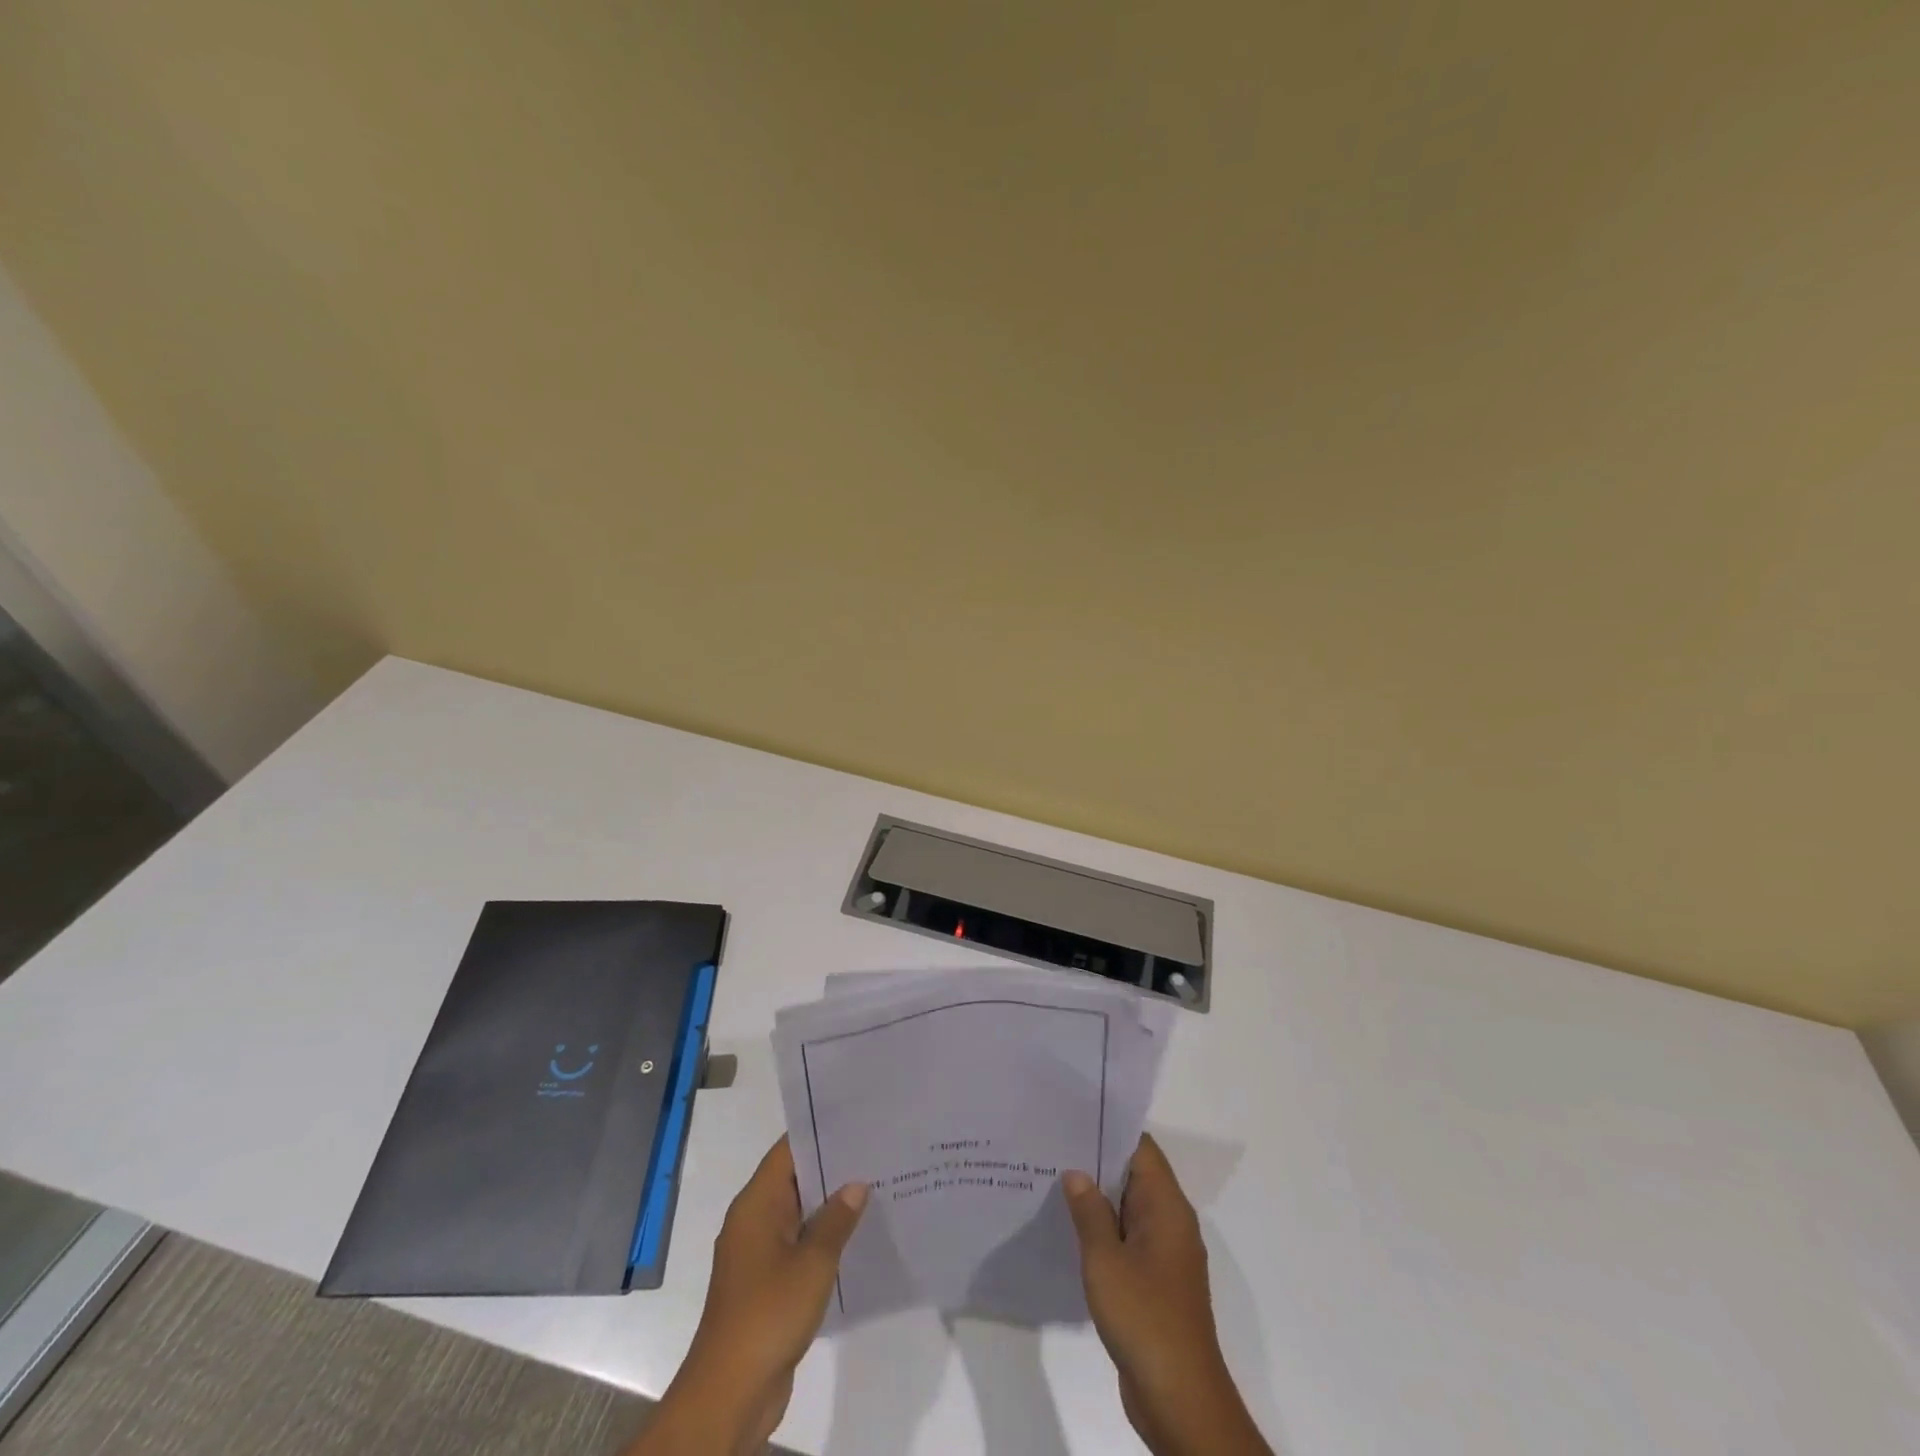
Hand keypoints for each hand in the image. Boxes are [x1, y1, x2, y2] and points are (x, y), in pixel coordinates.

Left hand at [630, 1138, 867, 1454]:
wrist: (729, 1393)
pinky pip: (797, 1244)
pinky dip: (822, 1237)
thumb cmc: (768, 1314)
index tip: (856, 1120)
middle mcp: (753, 1220)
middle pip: (794, 1178)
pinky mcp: (765, 1283)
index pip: (788, 1150)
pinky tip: (856, 1237)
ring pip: (798, 1213)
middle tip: (875, 1151)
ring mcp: (757, 1253)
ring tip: (874, 1187)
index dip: (820, 1131)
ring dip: (829, 1205)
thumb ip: (836, 1220)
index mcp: (756, 1204)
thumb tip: (856, 1184)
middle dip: (832, 1167)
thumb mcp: (813, 1263)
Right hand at [1063, 1135, 1271, 1455]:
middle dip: (1096, 1162)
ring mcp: (1165, 1254)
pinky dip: (1103, 1231)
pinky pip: (1128, 1239)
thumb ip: (1089, 1212)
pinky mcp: (1156, 1282)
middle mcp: (1171, 1222)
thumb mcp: (1105, 1260)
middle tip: (1052, 1146)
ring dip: (1097, 1199)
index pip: (1140, 1148)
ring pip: (1128, 1209)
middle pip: (1134, 1175)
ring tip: (1052, 1181)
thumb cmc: (1144, 1317)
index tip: (1073, 1118)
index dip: (1108, 1129)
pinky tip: (1070, 1231)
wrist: (1180, 1400)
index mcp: (1167, 1207)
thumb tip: (1076, 1173)